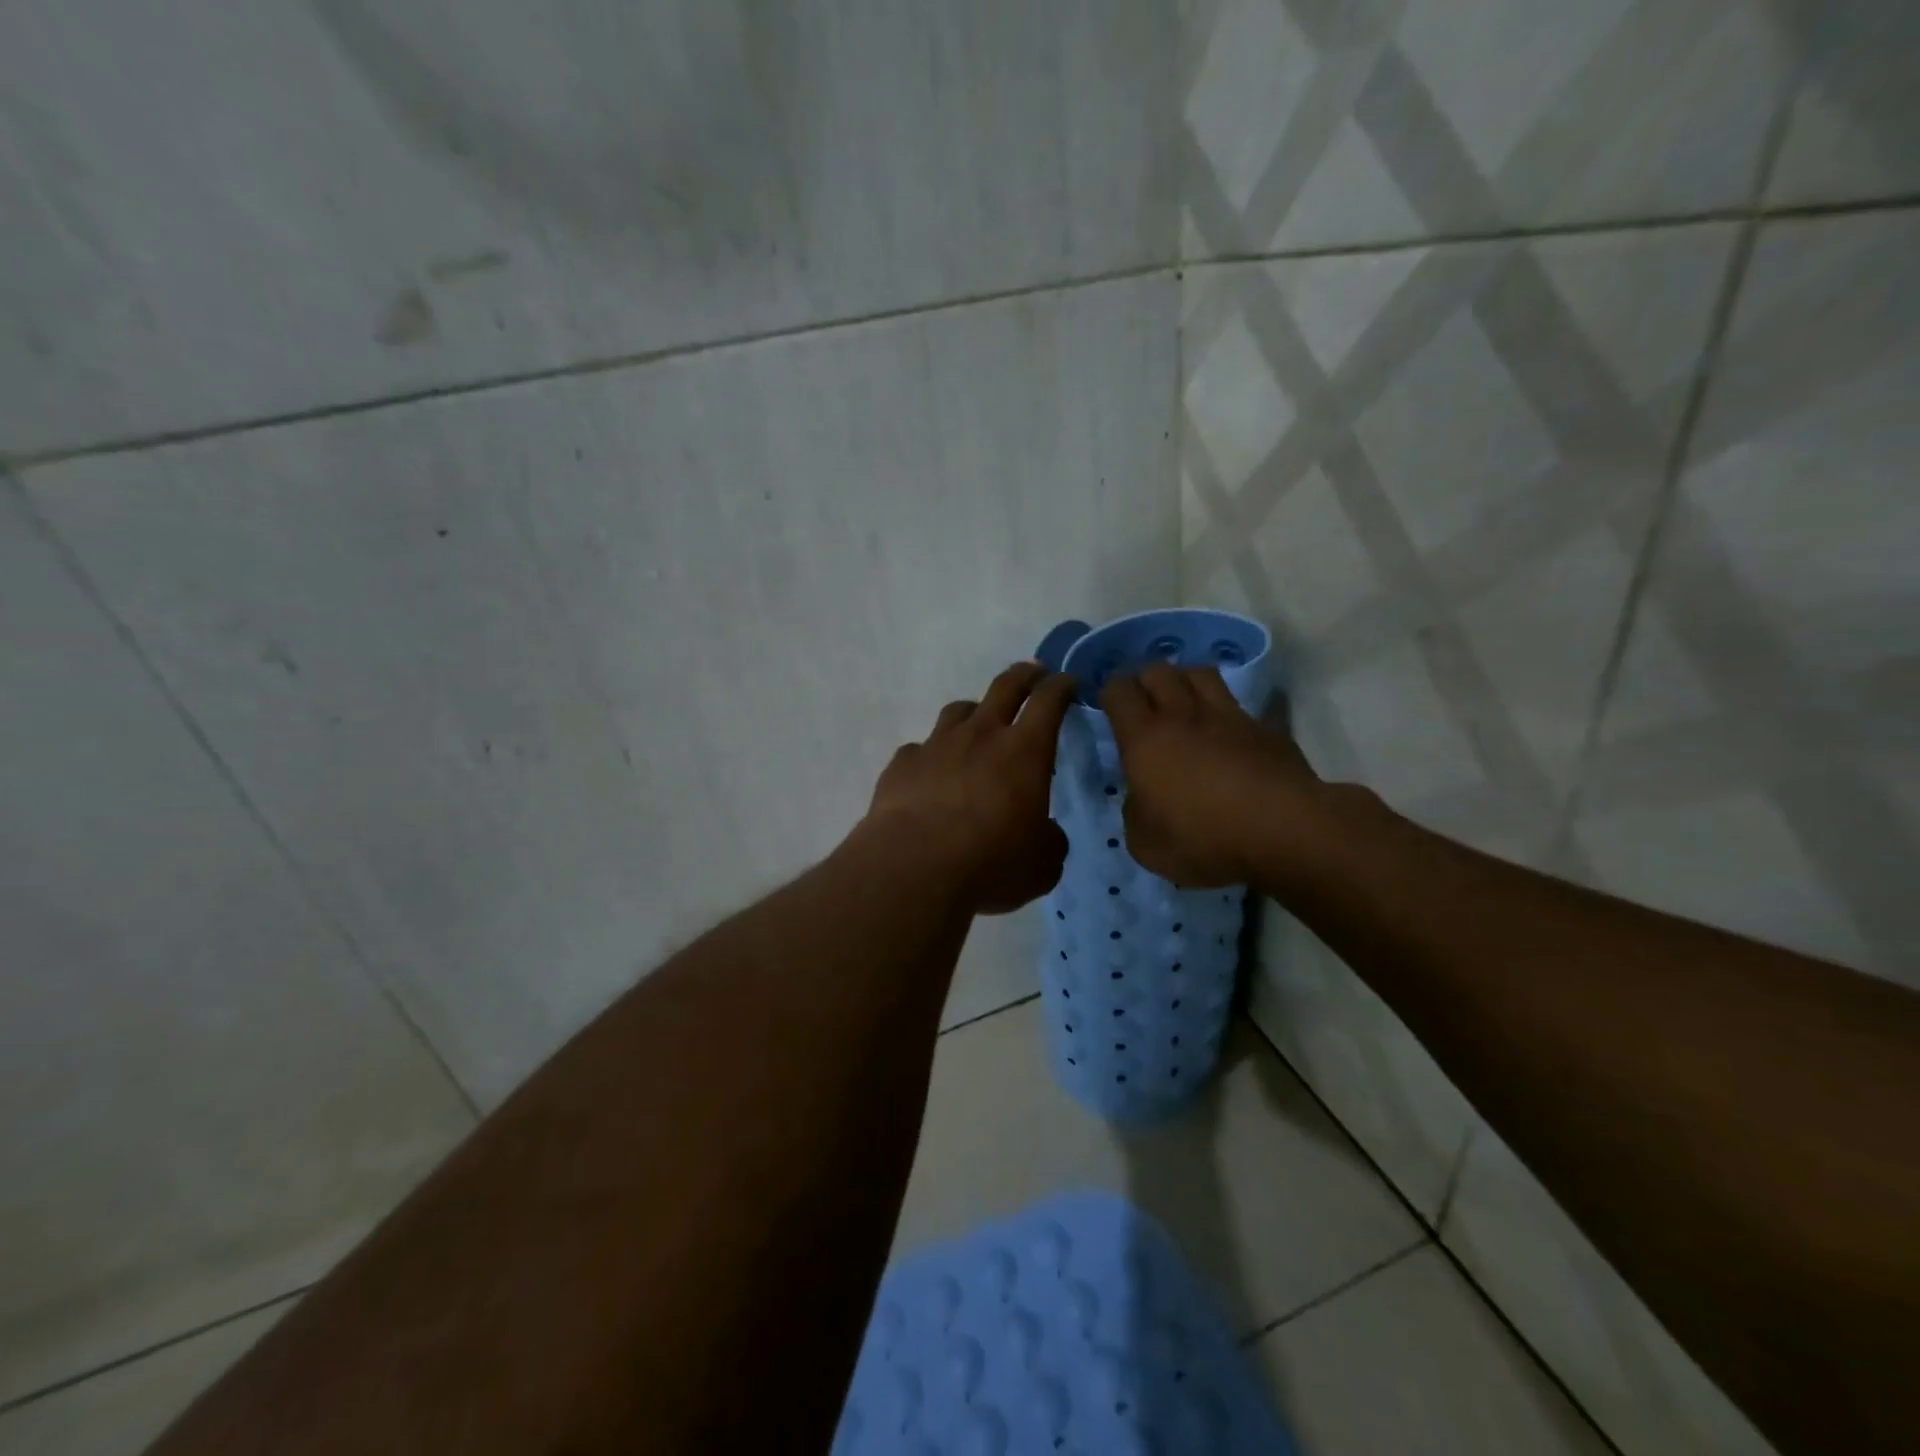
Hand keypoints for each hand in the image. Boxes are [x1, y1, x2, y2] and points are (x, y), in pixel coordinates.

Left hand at [862, 662, 1078, 913]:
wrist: (913, 870)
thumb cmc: (990, 864)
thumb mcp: (1041, 864)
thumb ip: (1048, 839)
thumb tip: (1042, 832)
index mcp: (1024, 752)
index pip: (1049, 701)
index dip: (1061, 686)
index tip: (1068, 682)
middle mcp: (980, 736)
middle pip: (1004, 687)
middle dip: (1023, 675)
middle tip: (1033, 673)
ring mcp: (936, 746)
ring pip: (958, 711)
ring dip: (975, 712)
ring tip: (979, 724)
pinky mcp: (902, 764)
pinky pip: (921, 749)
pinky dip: (932, 755)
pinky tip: (931, 774)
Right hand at [1101, 664, 1321, 886]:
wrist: (1284, 831)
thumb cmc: (1204, 839)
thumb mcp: (1147, 844)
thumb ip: (1135, 813)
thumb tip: (1141, 798)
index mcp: (1144, 739)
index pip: (1119, 691)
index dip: (1110, 693)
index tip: (1110, 708)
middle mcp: (1183, 716)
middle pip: (1159, 670)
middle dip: (1145, 680)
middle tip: (1144, 703)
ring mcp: (1228, 717)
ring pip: (1200, 673)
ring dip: (1185, 681)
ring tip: (1183, 702)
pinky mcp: (1265, 728)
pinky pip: (1239, 705)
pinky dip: (1226, 712)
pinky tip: (1227, 733)